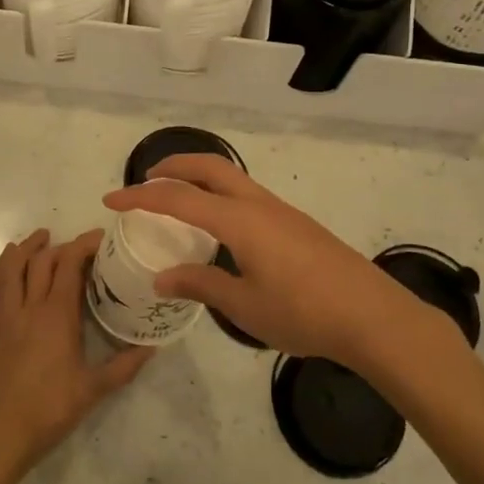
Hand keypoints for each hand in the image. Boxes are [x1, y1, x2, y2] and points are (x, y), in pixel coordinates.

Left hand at [0, 228, 152, 474]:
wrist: (4, 430)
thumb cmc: (52, 407)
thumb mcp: (94, 388)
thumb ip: (124, 366)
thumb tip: (152, 348)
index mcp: (57, 316)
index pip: (68, 265)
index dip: (83, 245)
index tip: (100, 238)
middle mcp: (29, 306)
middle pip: (42, 261)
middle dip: (61, 246)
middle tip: (79, 247)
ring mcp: (6, 314)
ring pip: (12, 267)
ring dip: (27, 247)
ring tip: (41, 237)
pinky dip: (5, 266)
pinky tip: (12, 261)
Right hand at [103, 155, 466, 369]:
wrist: (373, 316)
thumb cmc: (303, 313)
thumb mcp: (244, 305)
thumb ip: (200, 285)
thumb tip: (162, 277)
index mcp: (238, 220)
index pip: (177, 198)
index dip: (140, 197)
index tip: (110, 200)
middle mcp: (258, 204)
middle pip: (208, 167)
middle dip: (173, 167)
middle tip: (146, 181)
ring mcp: (281, 210)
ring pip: (231, 177)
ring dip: (199, 178)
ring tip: (178, 201)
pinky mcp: (297, 223)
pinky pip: (247, 194)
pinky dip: (220, 194)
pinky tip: (220, 227)